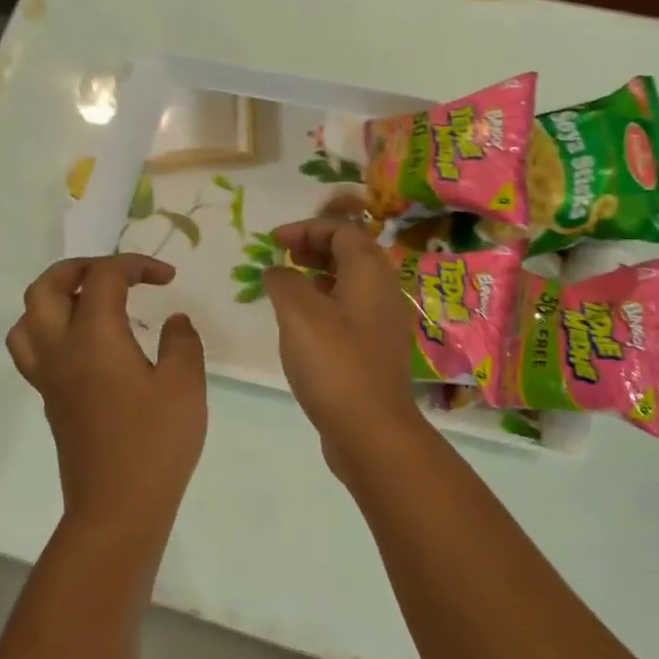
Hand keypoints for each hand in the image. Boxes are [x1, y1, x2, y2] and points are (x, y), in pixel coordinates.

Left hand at [6, 254, 206, 530]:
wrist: (117, 507)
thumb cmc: (156, 443)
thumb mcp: (185, 385)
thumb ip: (182, 342)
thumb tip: (174, 320)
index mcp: (93, 337)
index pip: (102, 278)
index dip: (135, 266)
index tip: (167, 278)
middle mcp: (60, 349)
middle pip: (45, 288)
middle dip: (78, 268)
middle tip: (115, 274)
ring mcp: (49, 378)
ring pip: (27, 319)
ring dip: (54, 298)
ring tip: (89, 303)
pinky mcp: (51, 401)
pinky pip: (33, 349)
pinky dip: (51, 329)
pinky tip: (86, 345)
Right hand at [263, 219, 426, 475]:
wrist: (371, 430)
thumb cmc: (335, 364)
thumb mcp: (299, 315)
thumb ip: (284, 282)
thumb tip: (279, 271)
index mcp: (370, 273)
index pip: (343, 230)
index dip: (307, 228)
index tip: (273, 241)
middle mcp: (384, 291)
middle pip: (352, 253)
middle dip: (315, 247)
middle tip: (282, 257)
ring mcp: (384, 323)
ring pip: (352, 283)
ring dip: (320, 275)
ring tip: (288, 286)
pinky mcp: (377, 350)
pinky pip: (352, 310)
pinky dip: (327, 303)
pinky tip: (304, 324)